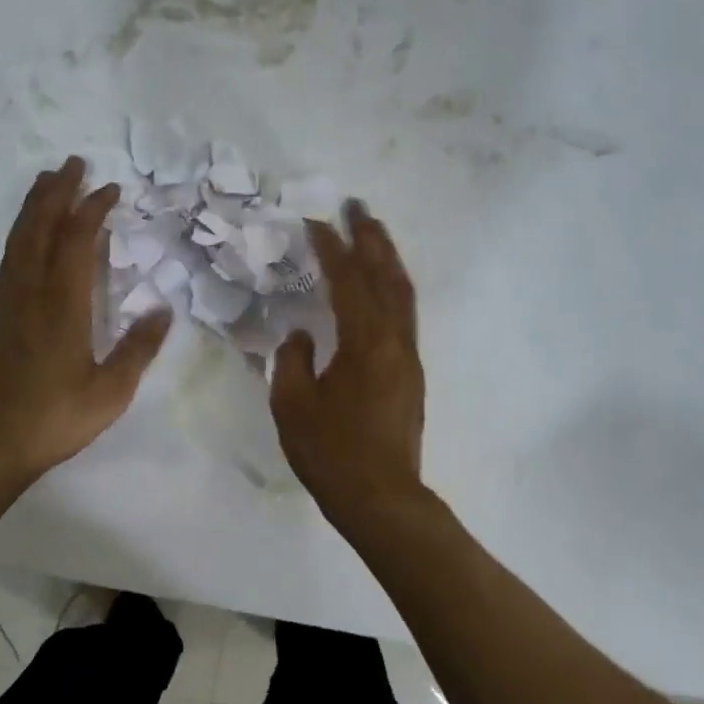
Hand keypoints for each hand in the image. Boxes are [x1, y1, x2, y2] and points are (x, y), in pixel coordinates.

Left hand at [0, 156, 171, 480]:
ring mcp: (8, 303)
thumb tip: (163, 309)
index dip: (92, 210)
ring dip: (34, 206)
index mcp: (62, 307)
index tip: (110, 189)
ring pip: (18, 240)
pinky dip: (21, 233)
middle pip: (40, 229)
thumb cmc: (54, 419)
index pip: (76, 243)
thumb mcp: (110, 392)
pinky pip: (9, 259)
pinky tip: (28, 233)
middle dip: (57, 192)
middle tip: (73, 163)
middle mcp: (31, 294)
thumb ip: (138, 349)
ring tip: (48, 181)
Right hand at [270, 200, 425, 513]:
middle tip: (357, 206)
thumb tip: (301, 337)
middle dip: (372, 238)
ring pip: (403, 294)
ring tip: (373, 233)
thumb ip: (292, 361)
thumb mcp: (293, 405)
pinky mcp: (411, 374)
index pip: (348, 281)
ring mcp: (408, 357)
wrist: (380, 497)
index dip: (331, 248)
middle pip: (387, 276)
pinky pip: (404, 315)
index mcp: (365, 342)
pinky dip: (392, 288)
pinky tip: (380, 287)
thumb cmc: (331, 453)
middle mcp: (394, 341)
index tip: (315, 222)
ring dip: (387, 259)